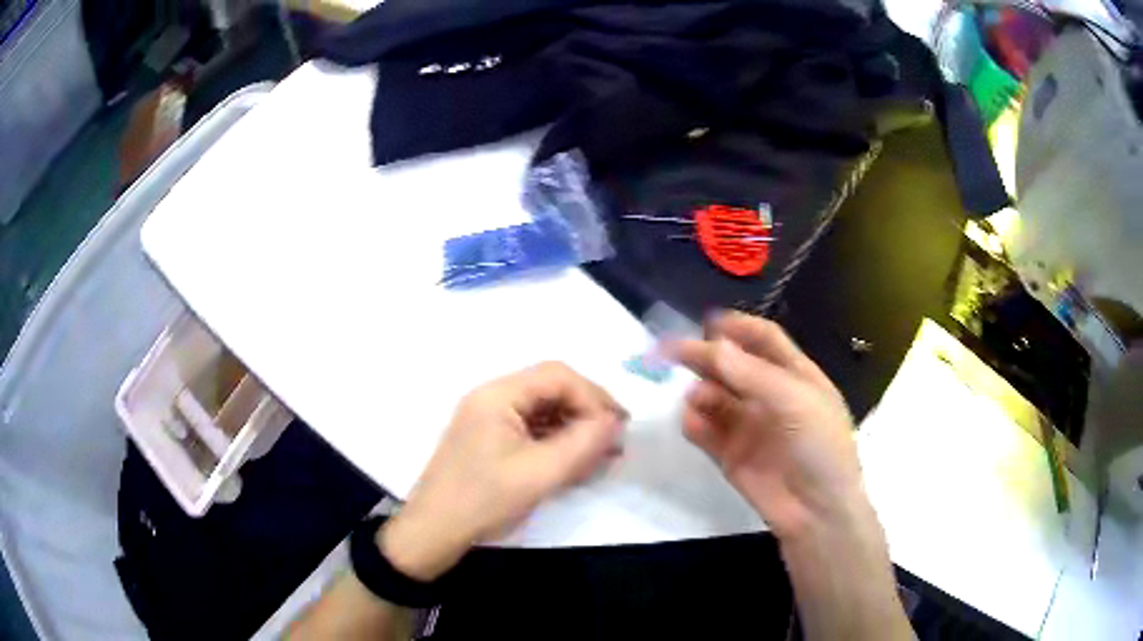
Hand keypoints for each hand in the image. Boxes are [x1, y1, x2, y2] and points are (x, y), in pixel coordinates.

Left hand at [380, 362, 626, 580]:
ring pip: (544, 410)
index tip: (618, 429)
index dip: (593, 398)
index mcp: (498, 395)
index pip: (558, 376)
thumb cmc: (483, 500)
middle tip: (614, 442)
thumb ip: (582, 444)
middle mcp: (492, 398)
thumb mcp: (539, 474)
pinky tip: (574, 463)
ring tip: (600, 455)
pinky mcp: (490, 440)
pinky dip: (556, 442)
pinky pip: (532, 430)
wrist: (434, 532)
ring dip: (574, 429)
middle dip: (586, 412)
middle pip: (551, 389)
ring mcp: (489, 419)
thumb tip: (614, 422)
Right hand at [668, 311, 865, 540]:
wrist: (816, 511)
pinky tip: (691, 423)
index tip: (707, 323)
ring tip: (696, 398)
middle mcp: (770, 396)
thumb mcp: (795, 401)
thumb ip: (752, 375)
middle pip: (733, 366)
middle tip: (672, 350)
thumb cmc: (819, 446)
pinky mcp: (730, 454)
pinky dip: (694, 423)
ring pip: (715, 397)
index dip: (738, 327)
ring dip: (701, 391)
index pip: (764, 341)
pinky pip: (705, 431)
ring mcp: (749, 426)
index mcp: (795, 376)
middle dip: (706, 356)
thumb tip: (713, 346)